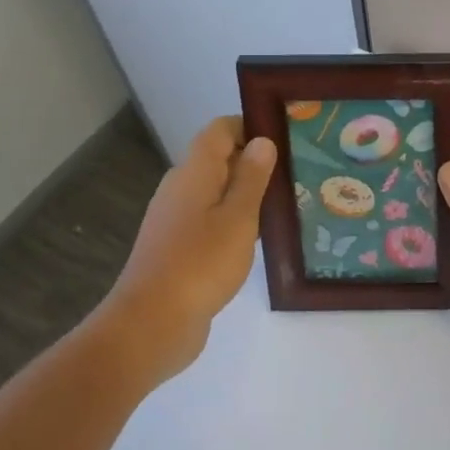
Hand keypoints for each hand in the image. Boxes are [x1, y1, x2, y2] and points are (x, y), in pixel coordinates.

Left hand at [99, 116, 275, 378]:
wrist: (151, 324)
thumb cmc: (200, 264)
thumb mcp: (238, 218)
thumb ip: (251, 178)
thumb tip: (261, 141)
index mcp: (193, 173)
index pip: (220, 130)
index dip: (251, 126)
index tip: (286, 136)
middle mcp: (180, 189)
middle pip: (218, 159)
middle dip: (255, 160)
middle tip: (297, 170)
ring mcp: (176, 220)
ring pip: (216, 192)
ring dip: (247, 193)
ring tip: (287, 201)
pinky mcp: (178, 248)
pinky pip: (210, 220)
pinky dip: (234, 220)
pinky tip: (260, 236)